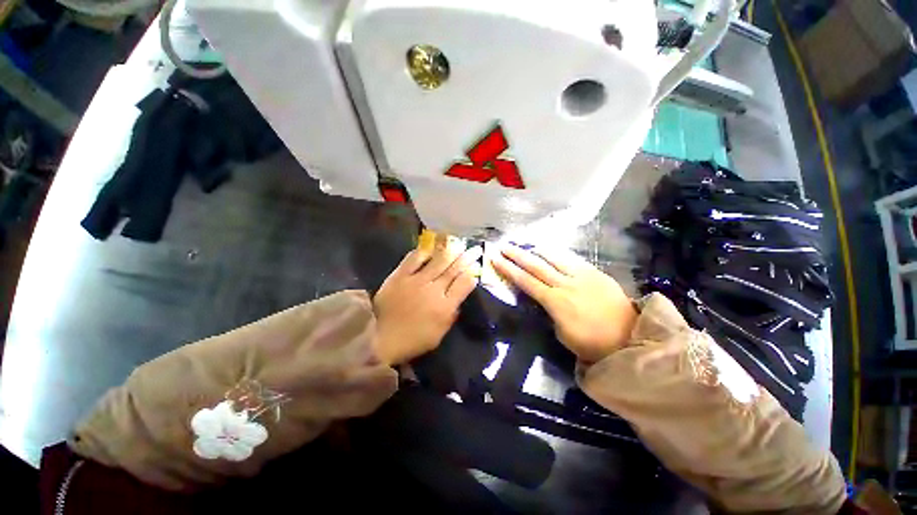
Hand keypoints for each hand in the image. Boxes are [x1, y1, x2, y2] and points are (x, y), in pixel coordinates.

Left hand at [373, 243, 482, 365]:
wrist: (381, 338)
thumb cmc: (414, 339)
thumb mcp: (440, 333)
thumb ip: (452, 314)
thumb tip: (459, 297)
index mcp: (445, 306)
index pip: (464, 283)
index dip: (472, 273)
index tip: (475, 266)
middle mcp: (434, 290)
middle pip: (454, 269)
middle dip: (466, 257)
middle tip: (475, 248)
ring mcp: (416, 281)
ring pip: (438, 261)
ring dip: (450, 251)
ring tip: (458, 243)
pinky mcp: (400, 276)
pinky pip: (414, 259)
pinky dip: (423, 252)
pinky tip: (431, 247)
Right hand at [491, 244, 636, 362]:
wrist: (630, 338)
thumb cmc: (592, 343)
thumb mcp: (562, 334)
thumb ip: (550, 313)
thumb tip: (545, 299)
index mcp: (555, 301)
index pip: (526, 281)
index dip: (509, 270)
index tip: (496, 259)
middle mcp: (566, 284)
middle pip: (536, 266)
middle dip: (517, 255)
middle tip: (504, 246)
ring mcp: (582, 275)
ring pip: (554, 257)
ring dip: (536, 250)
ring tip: (524, 244)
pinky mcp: (595, 272)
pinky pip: (572, 259)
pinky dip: (557, 253)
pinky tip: (549, 250)